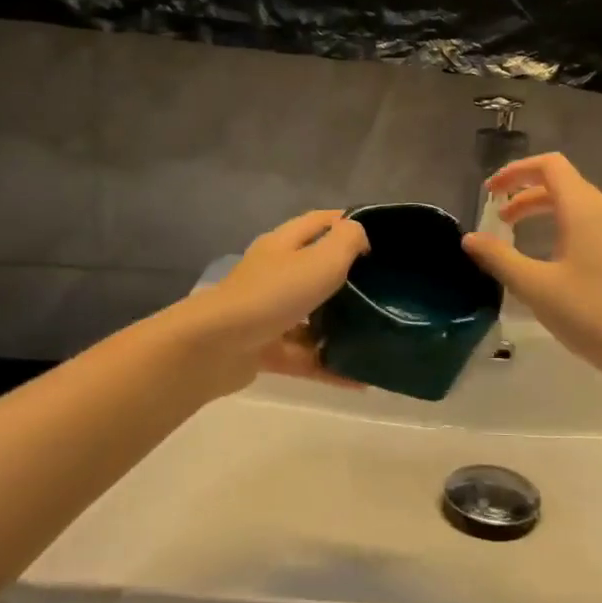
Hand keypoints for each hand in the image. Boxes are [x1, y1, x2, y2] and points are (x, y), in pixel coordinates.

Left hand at [181, 209, 369, 394]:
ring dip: (341, 327)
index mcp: (284, 245)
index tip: (382, 235)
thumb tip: (359, 234)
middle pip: (316, 270)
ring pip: (312, 317)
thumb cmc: (273, 294)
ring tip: (377, 334)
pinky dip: (331, 366)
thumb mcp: (320, 260)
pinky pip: (306, 357)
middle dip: (349, 278)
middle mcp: (275, 275)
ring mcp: (269, 314)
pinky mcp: (266, 350)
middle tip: (385, 288)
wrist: (216, 347)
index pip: (319, 223)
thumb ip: (346, 242)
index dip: (347, 222)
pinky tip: (361, 380)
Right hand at [462, 153, 601, 398]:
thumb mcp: (537, 288)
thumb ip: (500, 259)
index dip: (516, 171)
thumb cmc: (595, 315)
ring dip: (546, 215)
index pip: (550, 166)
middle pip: (564, 185)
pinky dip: (565, 232)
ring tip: (520, 242)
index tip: (490, 192)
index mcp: (585, 210)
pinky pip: (592, 229)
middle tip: (499, 220)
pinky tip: (554, 266)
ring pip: (579, 209)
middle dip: (526, 196)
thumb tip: (470, 238)